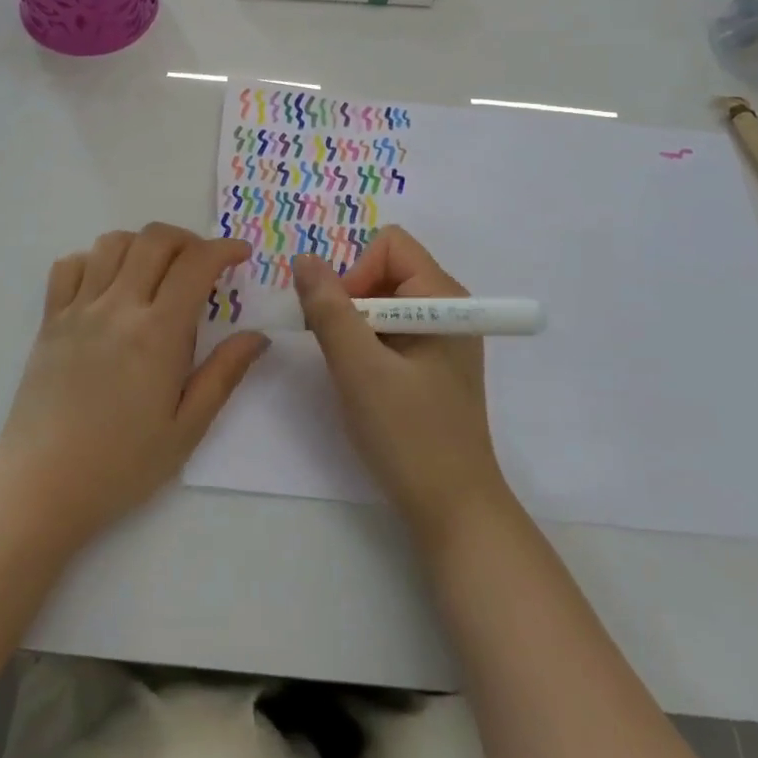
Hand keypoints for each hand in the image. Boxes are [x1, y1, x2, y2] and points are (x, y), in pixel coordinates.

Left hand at [0, 224, 268, 545]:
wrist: (40, 487)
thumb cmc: (121, 464)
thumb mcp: (186, 429)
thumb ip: (224, 374)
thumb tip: (259, 336)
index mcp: (157, 333)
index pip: (196, 264)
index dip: (224, 248)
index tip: (241, 254)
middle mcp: (118, 307)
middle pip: (155, 239)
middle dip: (188, 240)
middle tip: (201, 265)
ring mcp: (79, 309)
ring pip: (113, 242)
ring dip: (142, 245)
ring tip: (155, 272)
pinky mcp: (50, 319)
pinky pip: (69, 265)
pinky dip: (94, 260)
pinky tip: (107, 286)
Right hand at [294, 227, 510, 542]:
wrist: (453, 512)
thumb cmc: (409, 435)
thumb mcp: (359, 368)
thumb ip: (328, 309)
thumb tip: (303, 258)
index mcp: (443, 296)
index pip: (390, 246)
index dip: (356, 273)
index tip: (343, 323)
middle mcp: (448, 305)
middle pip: (385, 269)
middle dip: (352, 300)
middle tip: (341, 350)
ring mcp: (443, 334)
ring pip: (383, 300)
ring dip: (356, 325)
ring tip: (352, 370)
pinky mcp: (434, 360)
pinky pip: (391, 327)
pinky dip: (368, 344)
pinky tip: (365, 382)